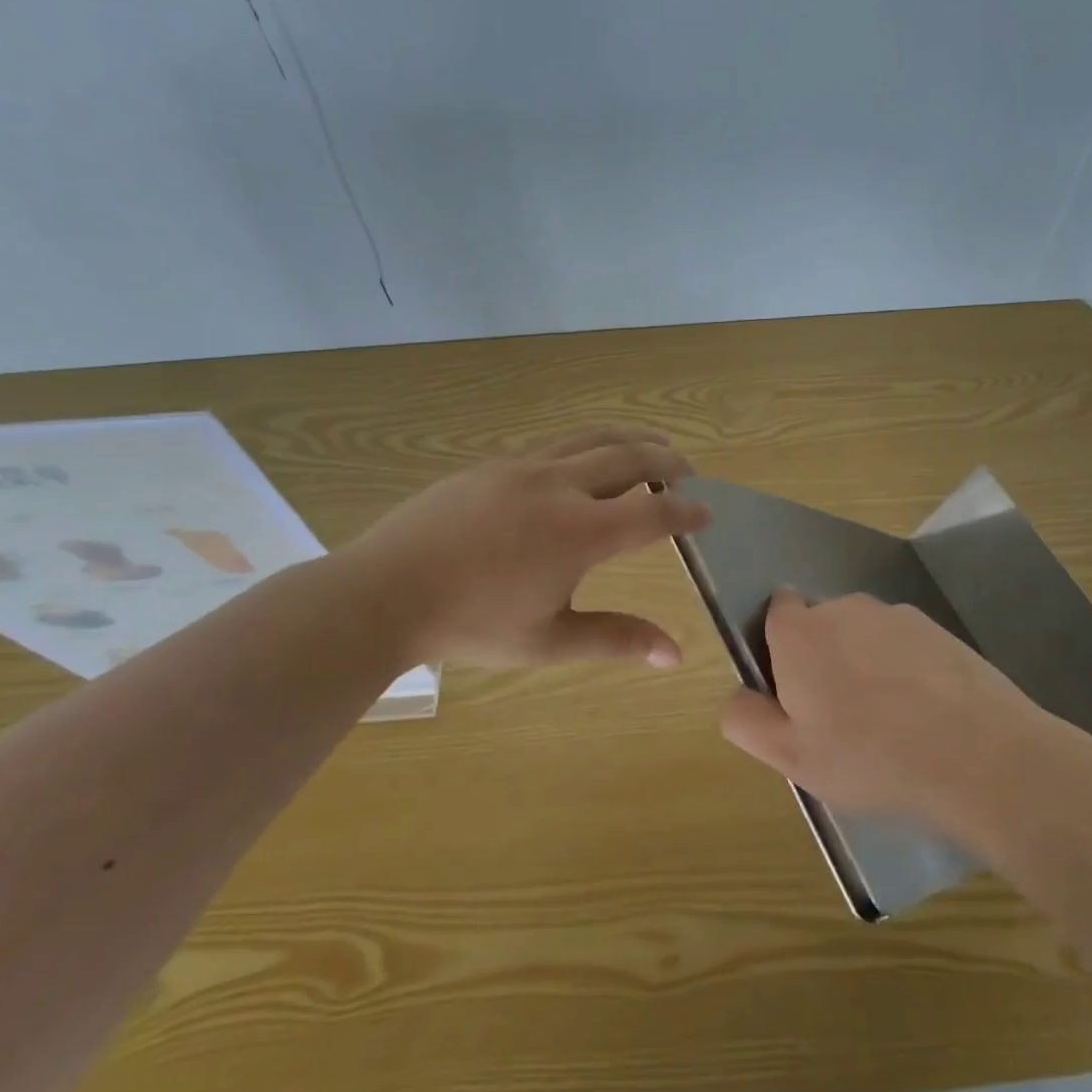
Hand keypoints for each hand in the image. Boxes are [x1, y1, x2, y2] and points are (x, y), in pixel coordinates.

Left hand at [340, 427, 710, 668]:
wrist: (384, 593)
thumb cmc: (470, 624)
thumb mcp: (549, 640)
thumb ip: (616, 639)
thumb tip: (674, 655)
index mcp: (580, 532)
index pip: (652, 514)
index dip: (687, 512)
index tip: (707, 513)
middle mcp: (559, 486)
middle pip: (629, 457)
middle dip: (666, 461)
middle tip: (687, 470)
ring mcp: (523, 467)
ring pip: (591, 437)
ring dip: (629, 439)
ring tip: (649, 445)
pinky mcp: (493, 464)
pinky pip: (555, 442)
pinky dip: (587, 443)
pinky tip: (584, 459)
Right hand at [720, 589, 1055, 838]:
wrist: (981, 758)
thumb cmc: (871, 759)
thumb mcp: (791, 757)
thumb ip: (746, 720)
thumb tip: (737, 696)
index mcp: (800, 632)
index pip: (776, 611)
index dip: (781, 648)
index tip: (796, 692)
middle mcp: (844, 608)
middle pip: (821, 625)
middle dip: (823, 659)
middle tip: (841, 719)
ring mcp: (896, 615)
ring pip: (864, 635)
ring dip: (865, 664)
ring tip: (890, 722)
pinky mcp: (939, 629)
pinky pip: (904, 646)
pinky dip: (905, 669)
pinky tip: (925, 714)